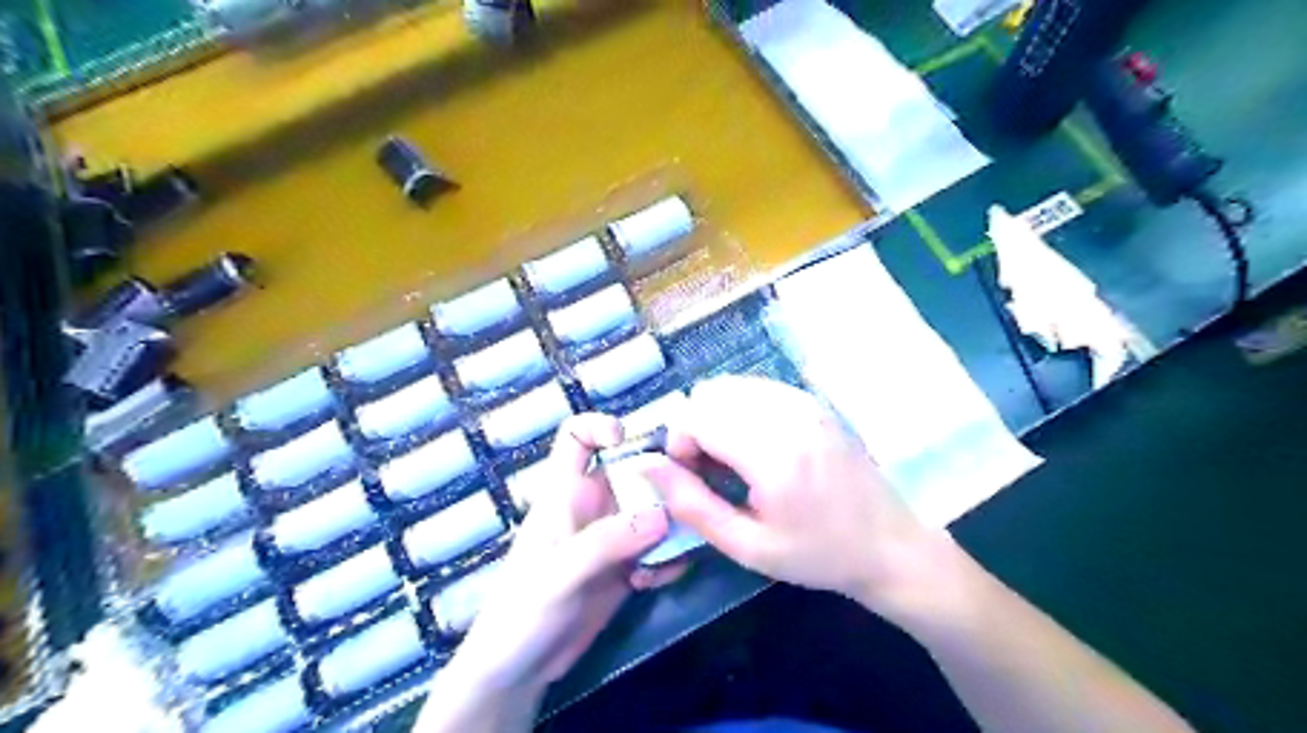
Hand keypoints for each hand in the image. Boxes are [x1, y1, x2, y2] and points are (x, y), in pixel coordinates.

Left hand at [417, 414, 683, 729]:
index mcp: (565, 493)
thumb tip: (663, 514)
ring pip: (654, 508)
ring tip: (675, 551)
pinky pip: (659, 547)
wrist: (520, 671)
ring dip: (673, 525)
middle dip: (663, 480)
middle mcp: (593, 506)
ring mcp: (613, 536)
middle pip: (634, 469)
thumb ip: (607, 541)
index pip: (576, 437)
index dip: (599, 426)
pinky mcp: (627, 566)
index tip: (627, 440)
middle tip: (688, 503)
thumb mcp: (561, 574)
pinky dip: (668, 558)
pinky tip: (658, 582)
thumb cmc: (523, 612)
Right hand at [647, 375, 956, 621]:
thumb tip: (647, 465)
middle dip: (696, 427)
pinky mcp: (815, 402)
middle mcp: (789, 415)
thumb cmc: (817, 554)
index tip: (692, 476)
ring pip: (732, 386)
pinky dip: (742, 409)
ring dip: (718, 416)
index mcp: (773, 454)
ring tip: (734, 457)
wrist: (890, 545)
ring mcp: (806, 403)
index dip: (679, 443)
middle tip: (711, 469)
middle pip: (711, 394)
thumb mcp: (747, 546)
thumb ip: (691, 504)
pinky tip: (756, 444)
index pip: (697, 415)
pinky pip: (758, 388)